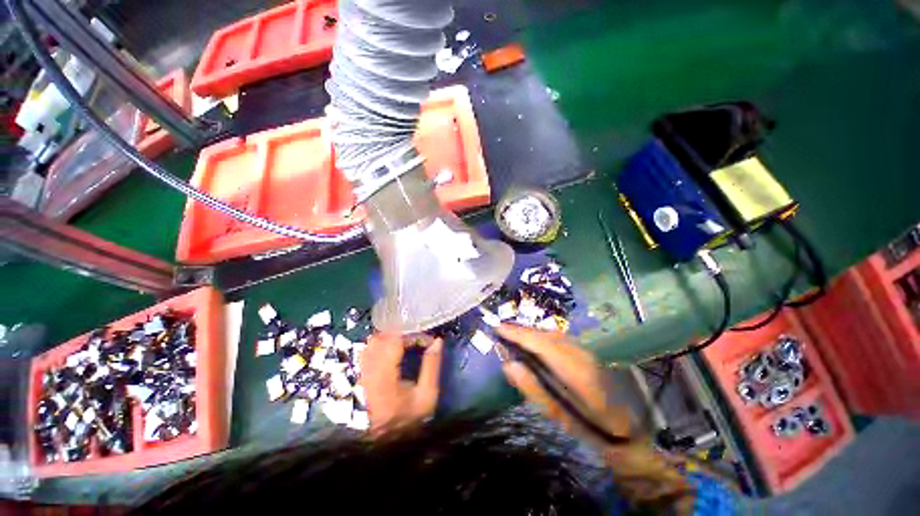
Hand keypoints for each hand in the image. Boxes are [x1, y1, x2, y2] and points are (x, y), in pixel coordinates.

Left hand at [359, 333, 442, 434]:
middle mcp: (368, 371)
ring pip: (373, 341)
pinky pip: (368, 348)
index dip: (412, 335)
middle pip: (381, 337)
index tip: (427, 340)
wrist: (382, 441)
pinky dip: (381, 343)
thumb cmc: (407, 419)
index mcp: (384, 378)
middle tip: (416, 337)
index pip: (395, 342)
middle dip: (402, 332)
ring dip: (391, 336)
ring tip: (406, 341)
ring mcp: (360, 371)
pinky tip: (392, 348)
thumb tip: (437, 341)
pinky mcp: (359, 372)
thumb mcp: (426, 396)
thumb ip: (432, 366)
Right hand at [497, 324, 630, 442]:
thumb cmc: (596, 431)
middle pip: (546, 335)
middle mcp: (582, 354)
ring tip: (512, 335)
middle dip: (522, 330)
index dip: (518, 334)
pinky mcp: (588, 353)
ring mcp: (588, 351)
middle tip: (501, 331)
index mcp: (577, 372)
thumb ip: (534, 390)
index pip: (541, 343)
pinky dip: (541, 337)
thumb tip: (509, 365)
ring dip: (531, 332)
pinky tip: (533, 342)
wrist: (633, 433)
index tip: (498, 328)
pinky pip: (559, 338)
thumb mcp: (562, 418)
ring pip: (553, 334)